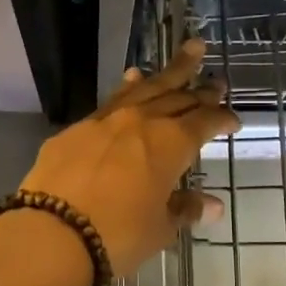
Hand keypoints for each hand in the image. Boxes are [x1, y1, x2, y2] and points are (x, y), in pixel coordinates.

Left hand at [18, 39, 240, 276]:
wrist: (52, 232)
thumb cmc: (118, 235)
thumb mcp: (159, 228)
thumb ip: (185, 209)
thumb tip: (212, 205)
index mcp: (171, 143)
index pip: (205, 122)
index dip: (222, 118)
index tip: (233, 120)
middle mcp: (142, 121)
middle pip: (178, 97)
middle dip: (201, 90)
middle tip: (218, 81)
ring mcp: (107, 120)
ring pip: (146, 88)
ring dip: (169, 71)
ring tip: (189, 51)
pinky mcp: (77, 128)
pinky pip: (112, 100)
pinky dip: (128, 87)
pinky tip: (132, 79)